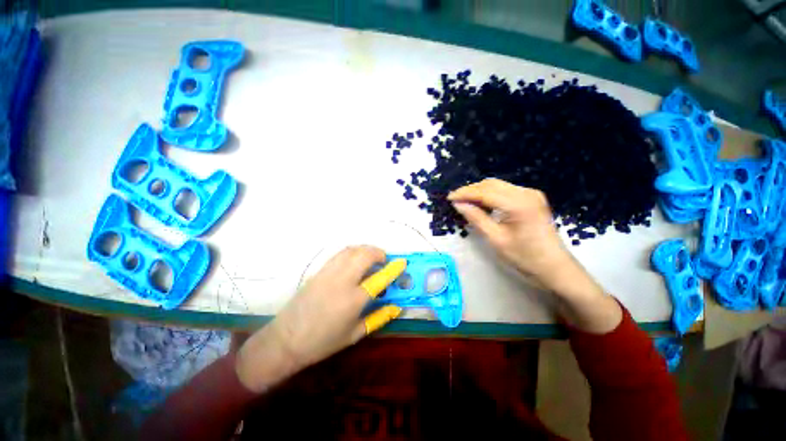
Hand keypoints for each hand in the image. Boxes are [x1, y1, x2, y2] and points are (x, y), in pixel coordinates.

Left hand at [236, 246, 405, 392]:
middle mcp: (342, 281)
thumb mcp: (355, 334)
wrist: (286, 339)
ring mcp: (328, 273)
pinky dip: (352, 251)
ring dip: (365, 249)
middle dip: (378, 252)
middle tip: (384, 259)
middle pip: (364, 255)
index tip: (402, 262)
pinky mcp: (319, 271)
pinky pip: (339, 254)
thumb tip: (397, 307)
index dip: (393, 268)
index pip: (379, 278)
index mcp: (353, 300)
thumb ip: (378, 318)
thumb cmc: (323, 342)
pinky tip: (355, 259)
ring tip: (371, 257)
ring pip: (351, 250)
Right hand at [447, 178, 569, 288]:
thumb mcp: (496, 239)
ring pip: (498, 185)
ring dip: (479, 191)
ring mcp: (531, 194)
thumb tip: (458, 204)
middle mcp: (526, 193)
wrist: (555, 267)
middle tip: (455, 200)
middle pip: (491, 184)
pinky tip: (482, 203)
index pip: (485, 192)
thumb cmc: (525, 257)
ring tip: (465, 201)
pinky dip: (490, 194)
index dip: (465, 193)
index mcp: (518, 204)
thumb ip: (476, 218)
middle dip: (471, 190)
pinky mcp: (532, 198)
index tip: (449, 198)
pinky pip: (505, 190)